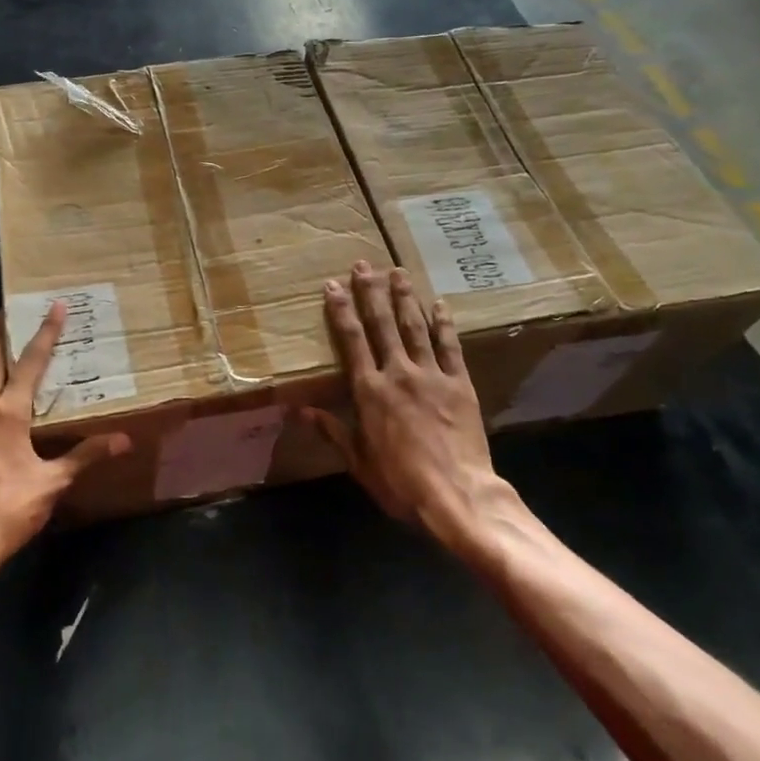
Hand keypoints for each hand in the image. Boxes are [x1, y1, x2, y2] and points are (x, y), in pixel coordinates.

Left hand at [0, 304, 128, 566]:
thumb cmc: (9, 507)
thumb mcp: (53, 481)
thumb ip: (86, 455)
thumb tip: (123, 439)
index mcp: (5, 413)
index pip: (29, 363)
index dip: (45, 334)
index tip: (54, 306)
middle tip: (6, 311)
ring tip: (10, 347)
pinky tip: (5, 396)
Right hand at [311, 262, 517, 551]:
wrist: (458, 495)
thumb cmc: (401, 483)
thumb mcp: (359, 462)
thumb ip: (332, 430)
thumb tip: (300, 409)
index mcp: (370, 391)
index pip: (351, 341)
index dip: (341, 310)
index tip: (332, 286)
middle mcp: (398, 373)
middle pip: (382, 324)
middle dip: (371, 292)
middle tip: (364, 265)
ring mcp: (432, 375)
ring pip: (415, 327)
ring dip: (404, 298)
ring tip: (397, 271)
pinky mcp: (460, 384)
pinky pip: (450, 347)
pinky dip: (444, 324)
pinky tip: (440, 304)